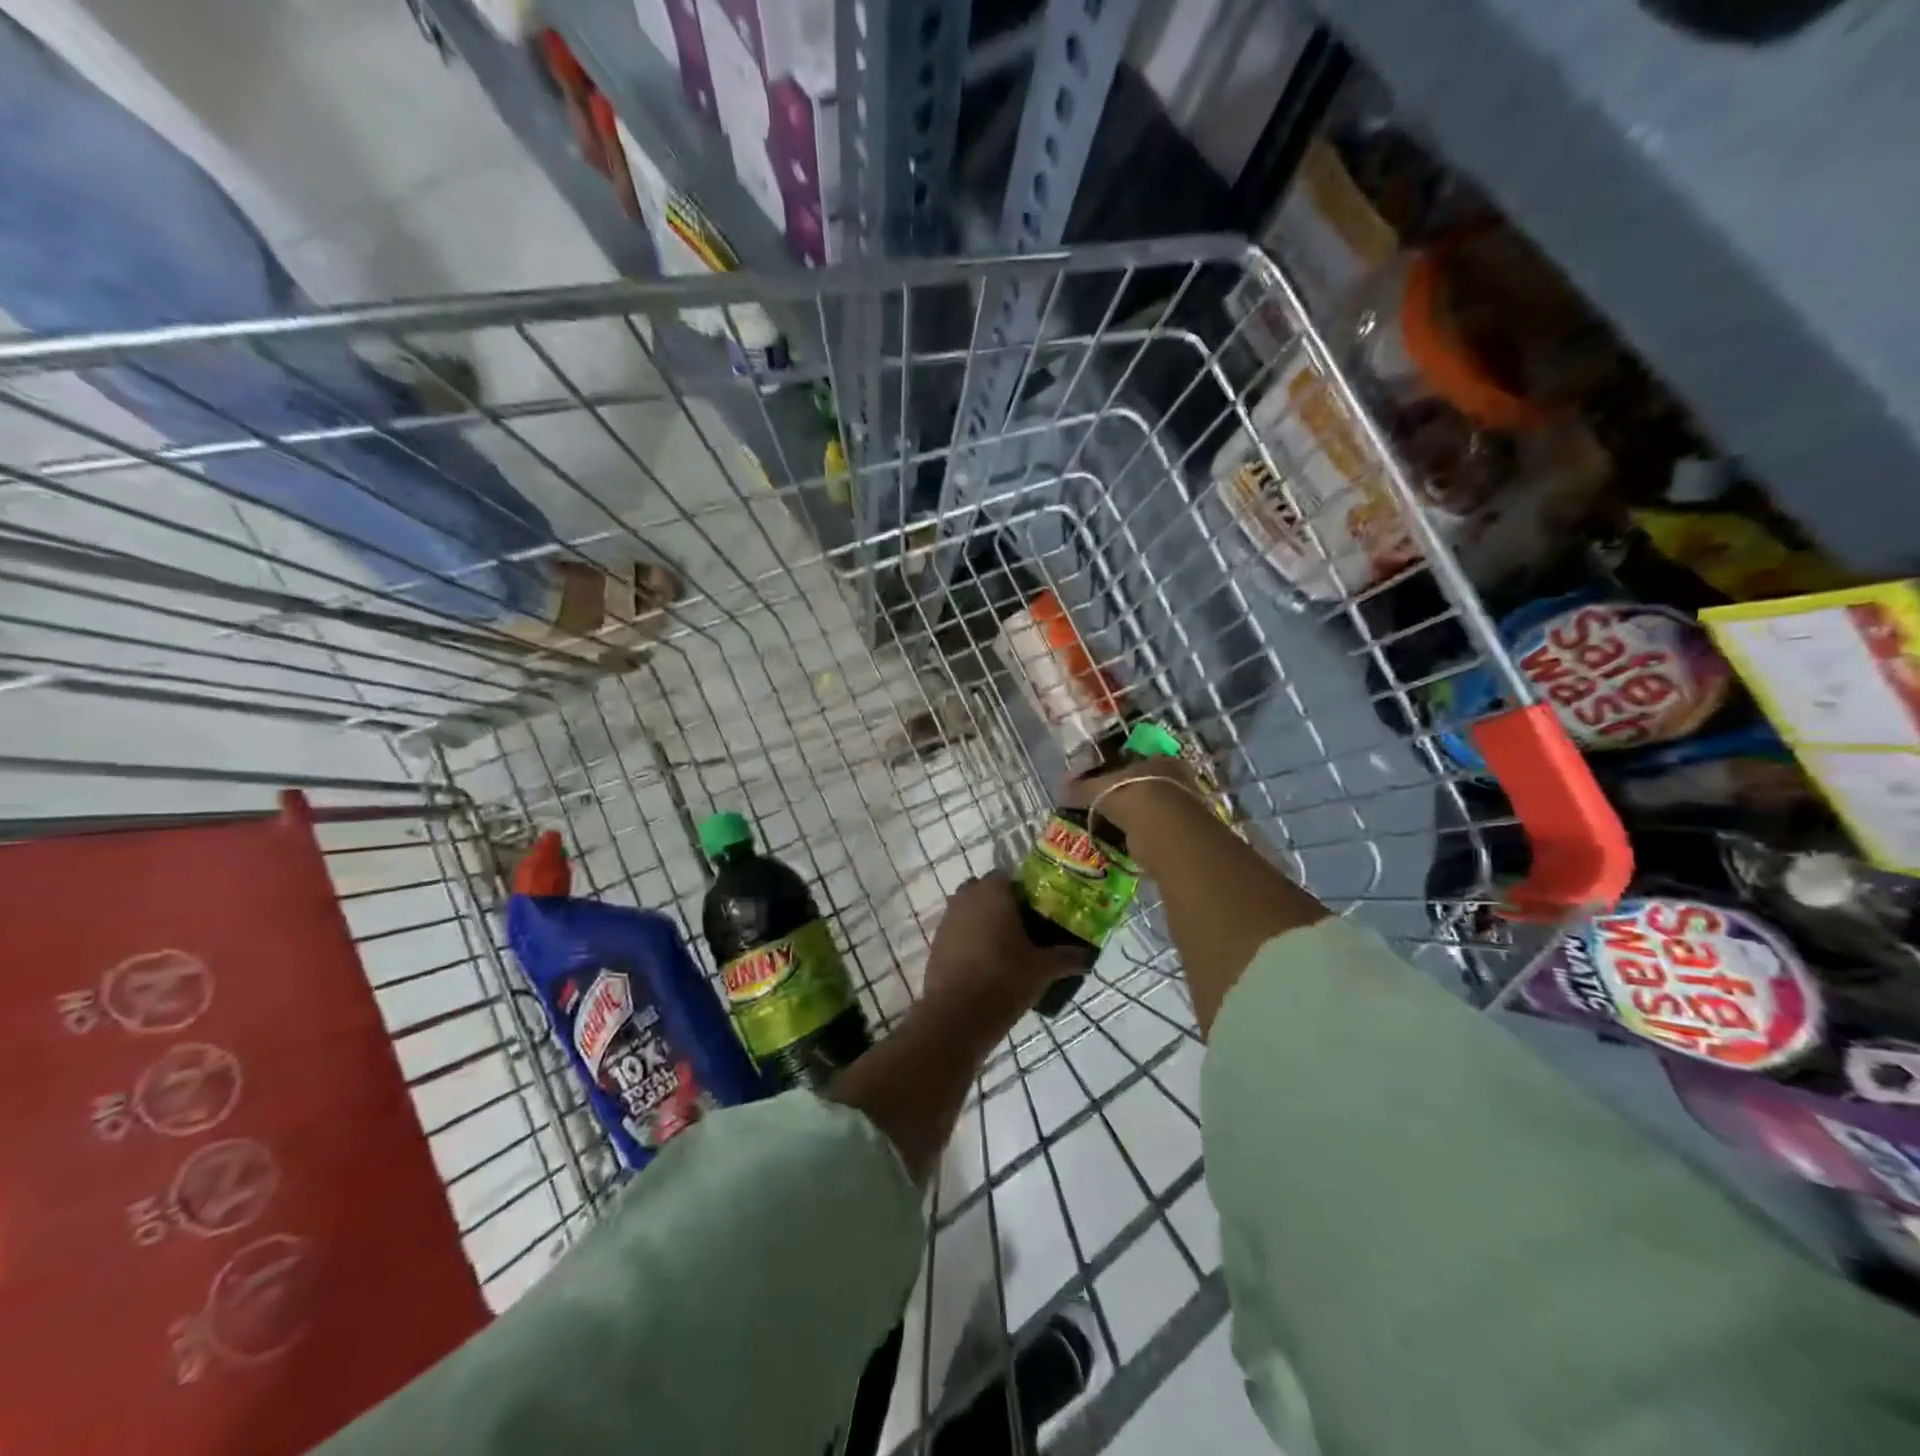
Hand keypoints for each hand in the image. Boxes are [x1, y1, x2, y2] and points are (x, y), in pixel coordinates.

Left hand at [922, 872, 1080, 1014]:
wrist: (957, 1015)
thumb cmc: (1004, 979)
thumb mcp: (1043, 969)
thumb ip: (1067, 958)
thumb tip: (1088, 956)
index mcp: (993, 892)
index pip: (1007, 876)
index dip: (1023, 891)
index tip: (1038, 910)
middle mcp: (966, 897)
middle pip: (985, 891)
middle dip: (1001, 904)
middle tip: (1023, 927)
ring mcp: (947, 920)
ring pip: (969, 911)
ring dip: (983, 922)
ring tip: (1006, 948)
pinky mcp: (935, 943)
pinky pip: (957, 932)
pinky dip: (969, 940)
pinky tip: (986, 964)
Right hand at [1057, 753, 1206, 836]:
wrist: (1163, 829)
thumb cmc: (1132, 795)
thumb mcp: (1099, 789)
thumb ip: (1081, 788)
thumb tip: (1060, 788)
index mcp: (1159, 760)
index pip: (1137, 761)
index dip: (1119, 771)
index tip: (1103, 783)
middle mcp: (1176, 779)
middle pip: (1147, 785)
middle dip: (1129, 796)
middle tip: (1108, 807)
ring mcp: (1182, 807)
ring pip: (1153, 809)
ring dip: (1137, 818)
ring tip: (1115, 828)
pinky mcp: (1182, 833)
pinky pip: (1156, 830)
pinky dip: (1143, 836)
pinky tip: (1128, 843)